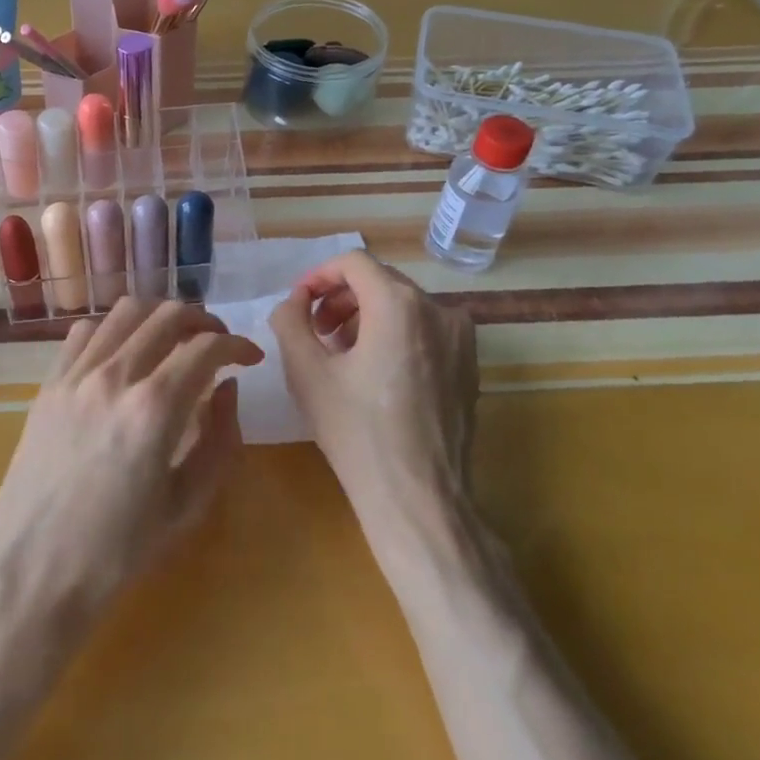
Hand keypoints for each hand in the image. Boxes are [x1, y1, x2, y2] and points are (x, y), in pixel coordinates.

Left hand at [0, 300, 262, 630]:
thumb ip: (219, 440)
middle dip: (203, 321)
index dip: (237, 345)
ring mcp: (75, 376)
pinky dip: (114, 329)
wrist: (30, 572)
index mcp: (154, 408)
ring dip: (159, 317)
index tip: (250, 359)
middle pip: (167, 315)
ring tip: (174, 340)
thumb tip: (227, 389)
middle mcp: (114, 376)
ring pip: (124, 311)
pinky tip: (123, 354)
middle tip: (217, 345)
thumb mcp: (187, 506)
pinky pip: (85, 332)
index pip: (207, 347)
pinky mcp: (48, 385)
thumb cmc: (117, 552)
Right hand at [268, 251, 478, 532]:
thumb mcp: (306, 372)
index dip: (318, 276)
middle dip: (340, 299)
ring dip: (365, 318)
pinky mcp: (469, 365)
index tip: (299, 304)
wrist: (418, 497)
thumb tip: (295, 301)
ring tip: (341, 355)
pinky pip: (425, 331)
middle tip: (315, 333)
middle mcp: (439, 309)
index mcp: (399, 304)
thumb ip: (290, 320)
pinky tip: (375, 374)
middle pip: (380, 281)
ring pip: (404, 306)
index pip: (354, 262)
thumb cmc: (356, 432)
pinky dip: (395, 336)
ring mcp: (461, 338)